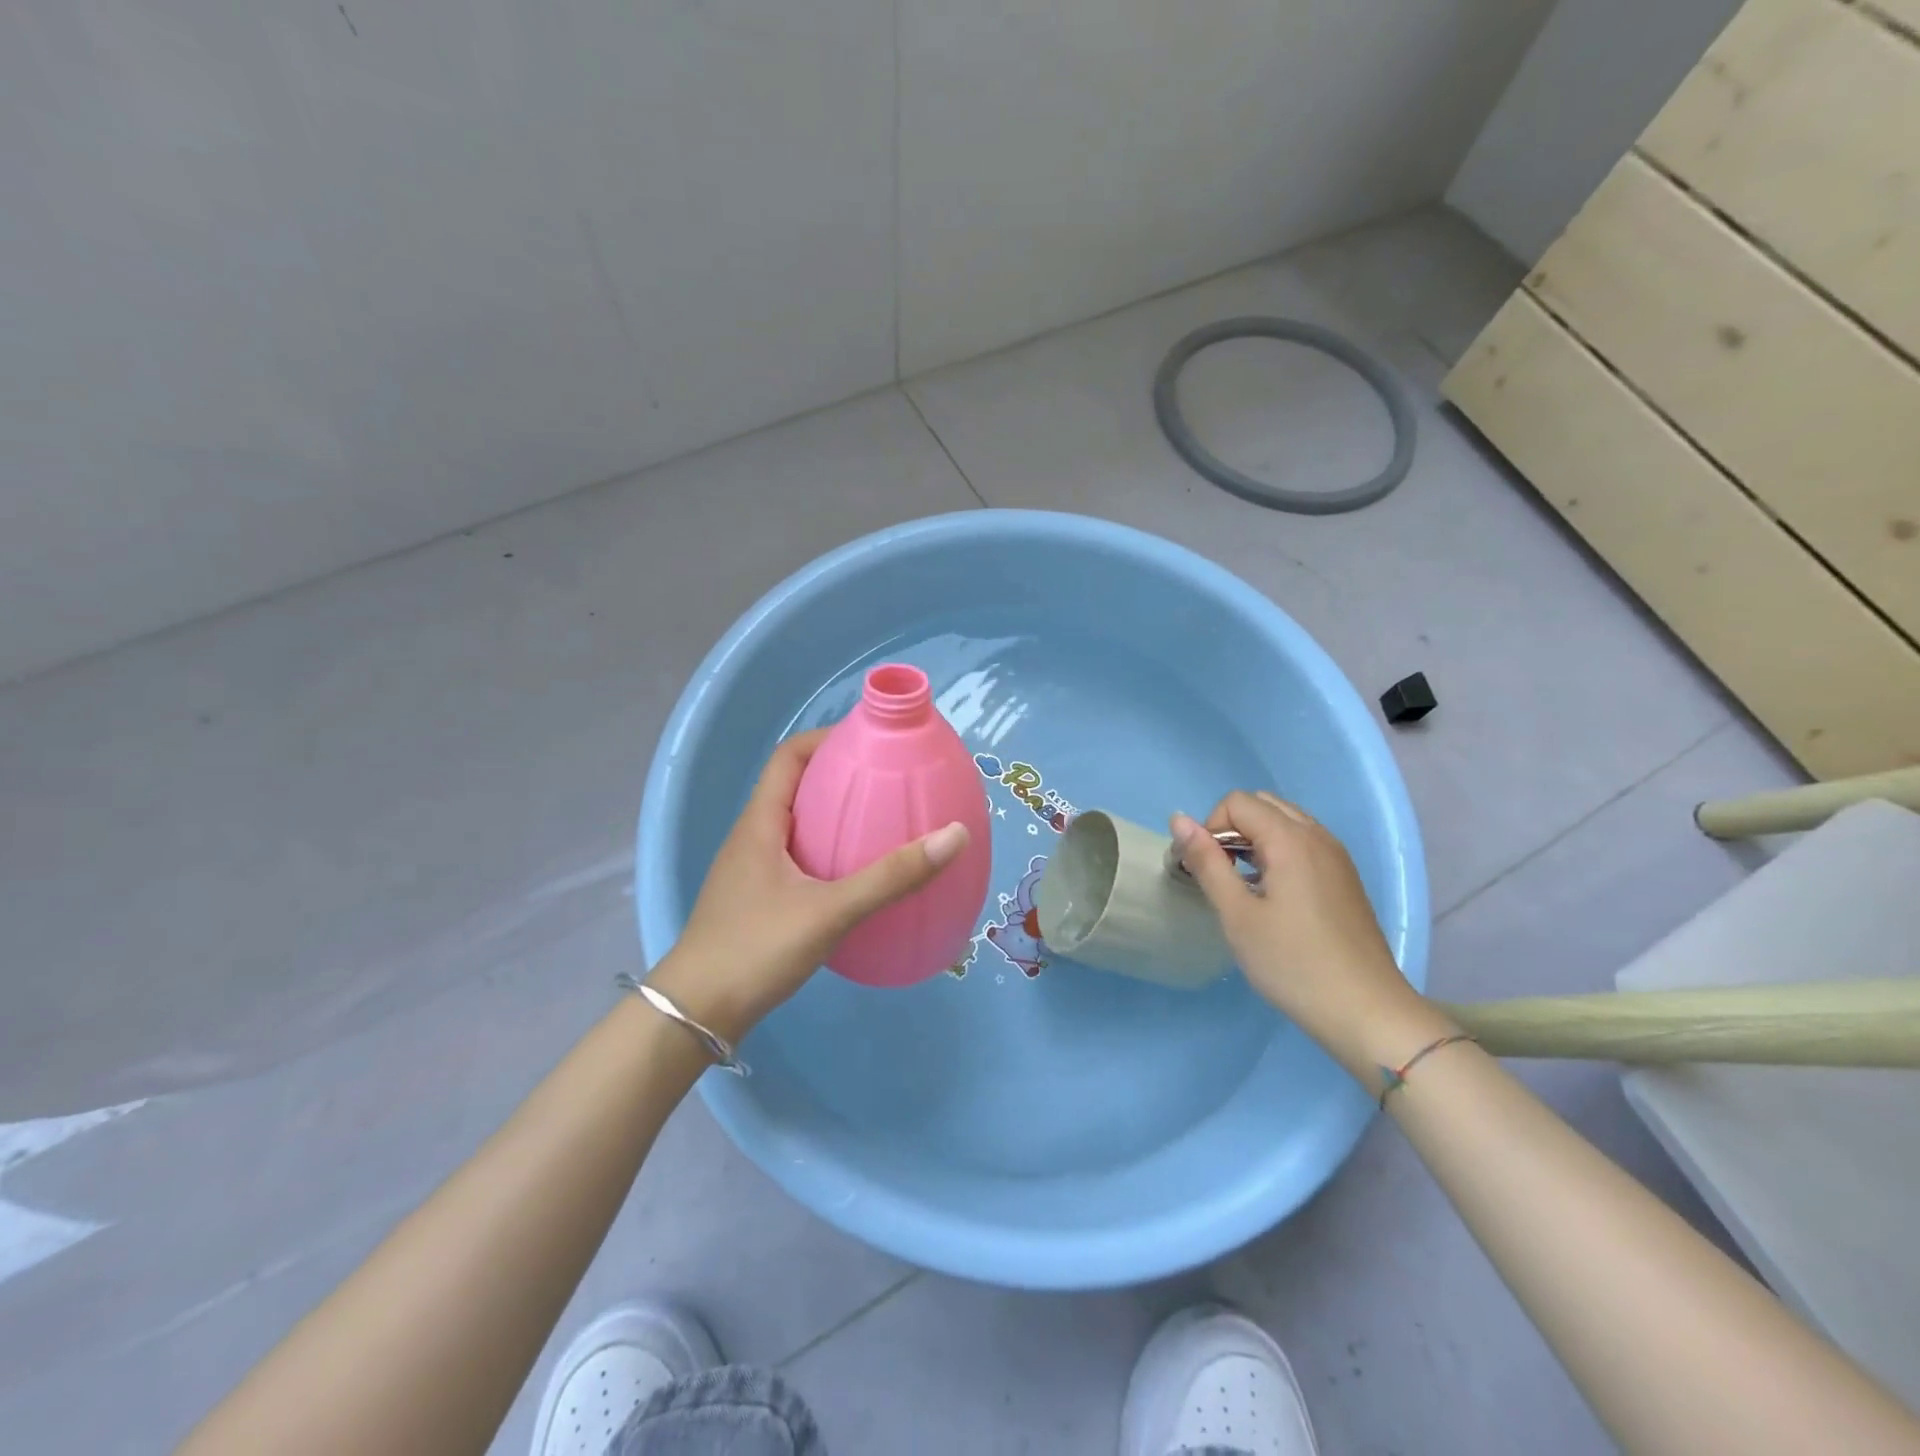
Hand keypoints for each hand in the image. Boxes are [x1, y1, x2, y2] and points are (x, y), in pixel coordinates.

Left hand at [647, 729, 969, 1042]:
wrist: (695, 1014)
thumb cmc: (756, 949)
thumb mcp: (829, 911)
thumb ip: (891, 877)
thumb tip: (953, 836)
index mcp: (760, 823)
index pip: (789, 756)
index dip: (827, 738)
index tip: (871, 741)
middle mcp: (753, 837)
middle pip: (795, 786)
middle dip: (840, 775)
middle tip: (888, 781)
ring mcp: (752, 870)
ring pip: (797, 824)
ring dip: (834, 815)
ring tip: (882, 822)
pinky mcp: (758, 900)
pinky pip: (798, 858)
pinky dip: (828, 852)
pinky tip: (857, 876)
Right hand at [1172, 791, 1446, 1076]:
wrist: (1366, 1011)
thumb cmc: (1292, 964)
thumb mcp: (1237, 915)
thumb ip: (1207, 862)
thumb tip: (1178, 819)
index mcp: (1291, 839)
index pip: (1236, 802)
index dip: (1210, 828)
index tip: (1207, 871)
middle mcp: (1317, 836)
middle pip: (1262, 804)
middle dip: (1232, 828)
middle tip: (1223, 875)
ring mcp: (1336, 856)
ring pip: (1285, 821)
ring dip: (1255, 839)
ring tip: (1246, 886)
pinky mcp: (1345, 877)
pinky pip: (1304, 842)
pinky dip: (1279, 852)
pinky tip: (1274, 896)